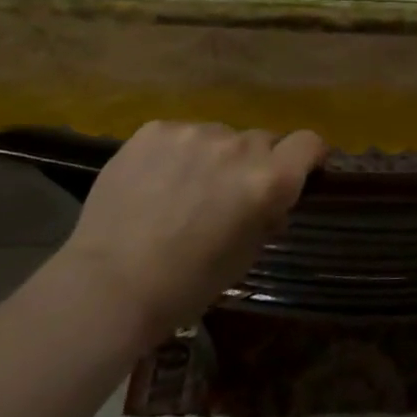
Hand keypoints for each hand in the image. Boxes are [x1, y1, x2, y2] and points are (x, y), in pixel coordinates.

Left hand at [53, 121, 326, 342]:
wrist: (107, 286)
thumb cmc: (186, 285)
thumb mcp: (245, 257)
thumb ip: (267, 216)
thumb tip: (273, 200)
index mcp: (268, 180)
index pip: (309, 142)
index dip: (307, 156)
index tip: (297, 171)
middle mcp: (238, 146)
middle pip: (261, 140)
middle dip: (252, 163)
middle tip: (226, 195)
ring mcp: (194, 132)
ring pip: (218, 136)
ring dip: (212, 156)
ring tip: (181, 190)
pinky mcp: (155, 130)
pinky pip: (179, 134)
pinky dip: (175, 153)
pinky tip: (153, 183)